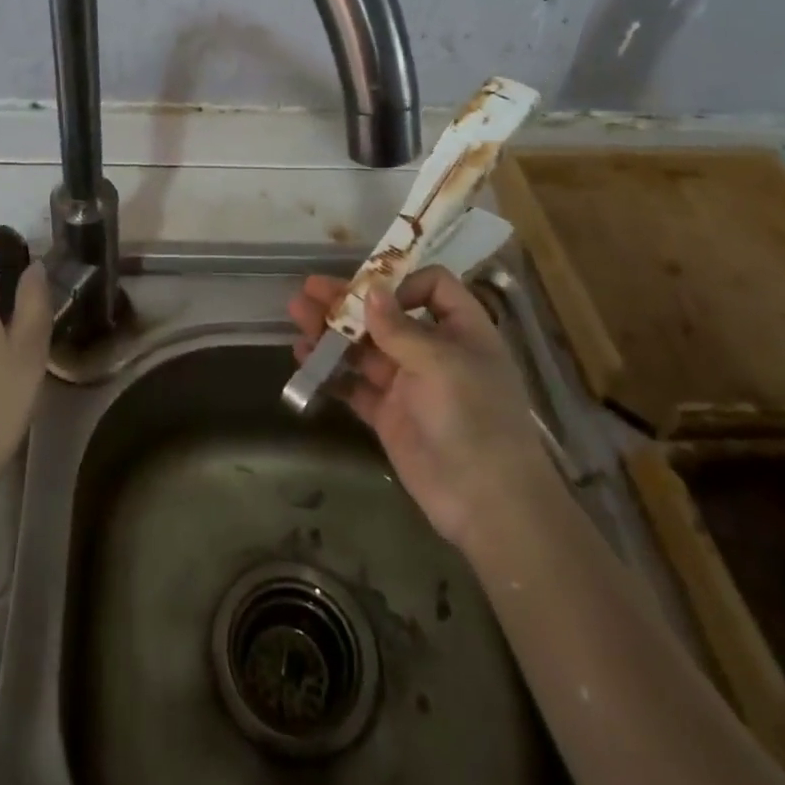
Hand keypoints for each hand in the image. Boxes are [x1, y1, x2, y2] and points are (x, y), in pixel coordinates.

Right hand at [289, 266, 542, 549]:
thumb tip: (370, 290)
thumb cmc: (475, 418)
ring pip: (364, 347)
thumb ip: (400, 328)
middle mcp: (433, 351)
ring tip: (297, 317)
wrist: (487, 502)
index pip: (433, 287)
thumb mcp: (442, 364)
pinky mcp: (388, 414)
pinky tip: (304, 358)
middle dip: (348, 301)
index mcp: (460, 330)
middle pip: (386, 314)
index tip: (370, 291)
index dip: (402, 282)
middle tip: (309, 289)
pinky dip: (330, 371)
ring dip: (331, 330)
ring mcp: (408, 384)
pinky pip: (354, 385)